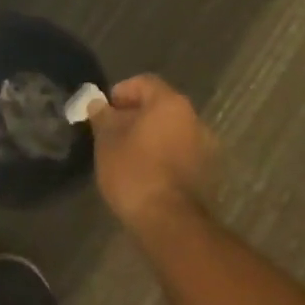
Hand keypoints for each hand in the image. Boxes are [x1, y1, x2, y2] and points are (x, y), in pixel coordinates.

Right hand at [86, 75, 215, 236]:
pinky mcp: (207, 172)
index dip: (121, 92)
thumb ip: (102, 115)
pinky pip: (180, 151)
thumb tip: (97, 103)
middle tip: (112, 132)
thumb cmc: (134, 171)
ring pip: (171, 130)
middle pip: (160, 106)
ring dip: (151, 136)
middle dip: (135, 115)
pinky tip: (146, 172)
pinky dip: (163, 154)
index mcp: (170, 102)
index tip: (104, 111)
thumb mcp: (106, 139)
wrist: (168, 221)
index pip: (144, 82)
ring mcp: (205, 146)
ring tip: (127, 154)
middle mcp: (194, 118)